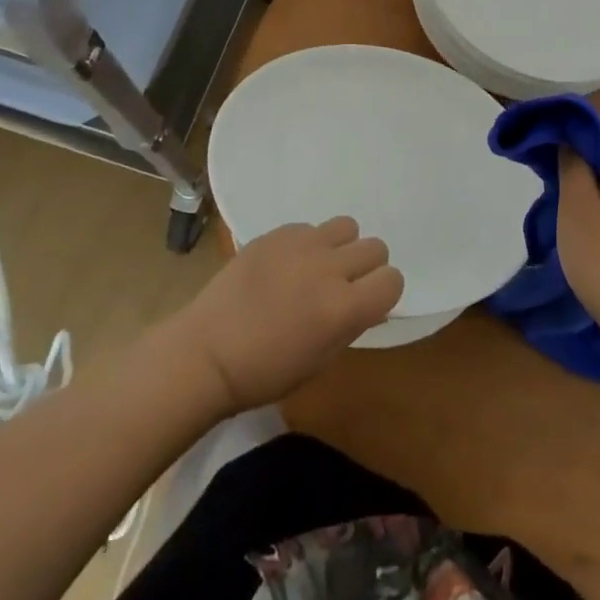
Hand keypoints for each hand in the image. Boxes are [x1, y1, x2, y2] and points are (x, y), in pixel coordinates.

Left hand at [174, 217, 403, 414]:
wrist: (206, 353)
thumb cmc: (265, 372)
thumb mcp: (321, 360)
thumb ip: (352, 324)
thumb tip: (372, 303)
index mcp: (344, 309)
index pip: (392, 280)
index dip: (383, 292)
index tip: (366, 303)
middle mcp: (329, 269)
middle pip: (376, 248)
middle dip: (365, 268)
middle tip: (342, 286)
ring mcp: (302, 245)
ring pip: (347, 227)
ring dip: (340, 247)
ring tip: (317, 267)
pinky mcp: (276, 234)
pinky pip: (310, 227)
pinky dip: (307, 244)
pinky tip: (285, 265)